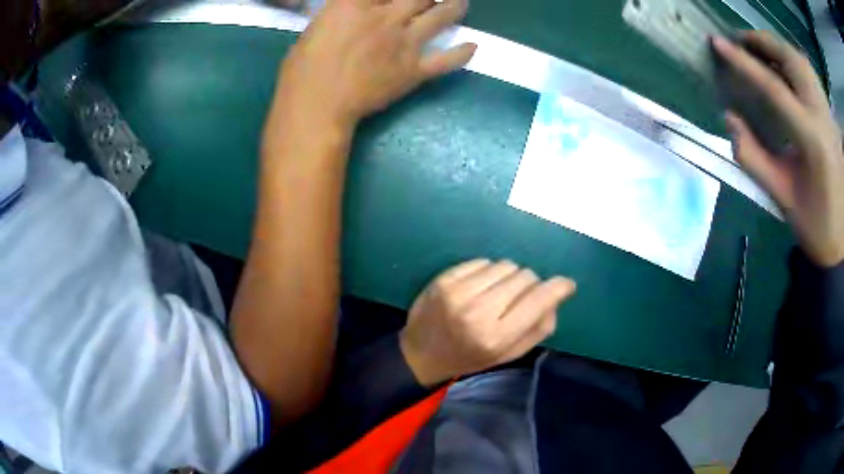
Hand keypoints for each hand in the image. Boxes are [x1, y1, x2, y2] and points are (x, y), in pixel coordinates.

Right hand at [269, 0, 475, 133]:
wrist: (316, 106)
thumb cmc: (303, 69)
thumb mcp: (318, 26)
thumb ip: (345, 11)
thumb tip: (361, 9)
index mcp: (357, 4)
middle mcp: (387, 17)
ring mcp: (404, 43)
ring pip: (442, 16)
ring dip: (456, 7)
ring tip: (461, 3)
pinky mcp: (414, 71)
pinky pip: (447, 60)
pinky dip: (463, 54)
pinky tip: (473, 47)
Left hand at [399, 259, 576, 386]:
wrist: (422, 353)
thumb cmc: (468, 357)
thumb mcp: (507, 355)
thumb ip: (537, 330)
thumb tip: (557, 297)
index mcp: (496, 337)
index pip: (537, 301)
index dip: (558, 288)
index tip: (567, 285)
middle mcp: (478, 312)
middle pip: (524, 277)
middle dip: (530, 285)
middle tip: (519, 298)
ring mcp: (458, 292)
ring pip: (505, 265)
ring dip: (509, 277)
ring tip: (497, 293)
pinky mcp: (444, 278)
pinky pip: (483, 261)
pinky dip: (489, 272)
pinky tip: (480, 287)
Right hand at [713, 32, 843, 266]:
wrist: (840, 240)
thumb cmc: (813, 225)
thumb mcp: (780, 196)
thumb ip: (751, 155)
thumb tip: (729, 117)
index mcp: (811, 140)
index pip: (773, 87)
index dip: (743, 63)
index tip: (717, 43)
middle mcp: (821, 117)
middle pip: (791, 60)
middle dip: (763, 42)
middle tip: (740, 41)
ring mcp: (828, 114)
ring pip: (801, 61)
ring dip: (778, 47)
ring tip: (760, 48)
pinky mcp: (829, 115)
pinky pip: (810, 72)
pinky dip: (793, 58)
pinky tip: (785, 65)